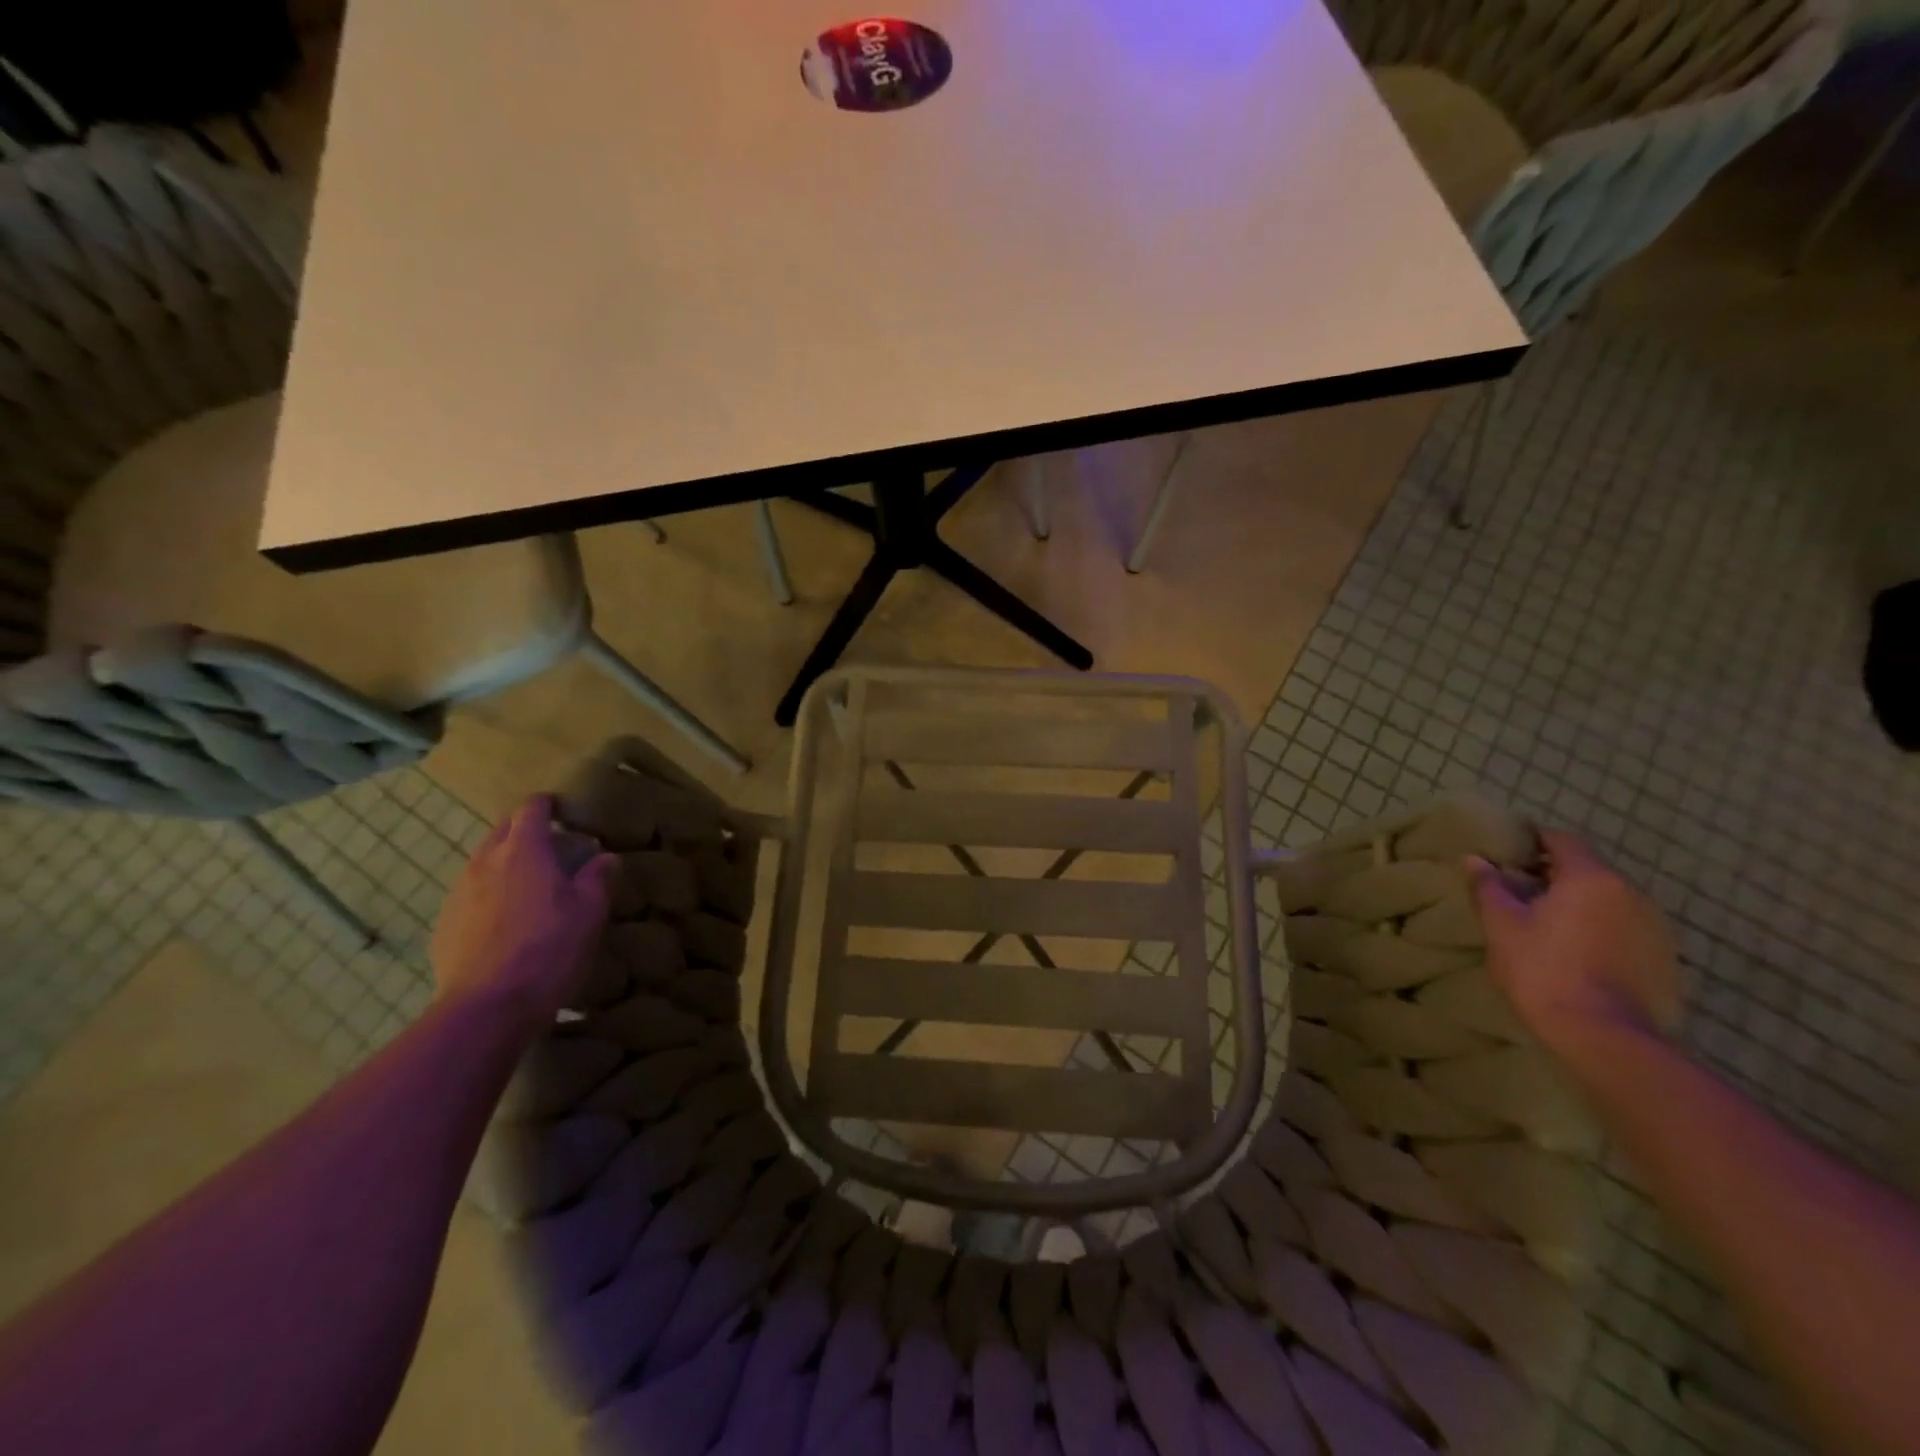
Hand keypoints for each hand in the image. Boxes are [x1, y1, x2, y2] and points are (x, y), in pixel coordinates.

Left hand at [430, 795, 618, 1031]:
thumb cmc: (548, 948)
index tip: (563, 810)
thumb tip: (606, 857)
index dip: (547, 804)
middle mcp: (484, 862)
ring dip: (506, 864)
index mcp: (523, 850)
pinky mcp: (444, 924)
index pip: (531, 809)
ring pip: (483, 863)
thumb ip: (597, 878)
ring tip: (530, 887)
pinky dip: (490, 896)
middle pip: (502, 831)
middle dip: (525, 831)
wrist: (487, 1007)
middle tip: (553, 848)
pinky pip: (470, 896)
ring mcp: (458, 893)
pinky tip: (507, 923)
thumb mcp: (589, 912)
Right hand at [1468, 829, 1682, 1053]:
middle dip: (1554, 874)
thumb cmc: (1543, 968)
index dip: (1534, 839)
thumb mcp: (1502, 925)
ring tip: (1547, 923)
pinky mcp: (1665, 960)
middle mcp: (1632, 894)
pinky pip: (1626, 930)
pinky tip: (1577, 952)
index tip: (1509, 849)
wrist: (1604, 1036)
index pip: (1562, 840)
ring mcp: (1656, 928)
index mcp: (1592, 878)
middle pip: (1588, 870)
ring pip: (1609, 901)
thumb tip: (1475, 859)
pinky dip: (1600, 930)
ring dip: (1580, 904)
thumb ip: (1489, 886)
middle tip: (1519, 889)